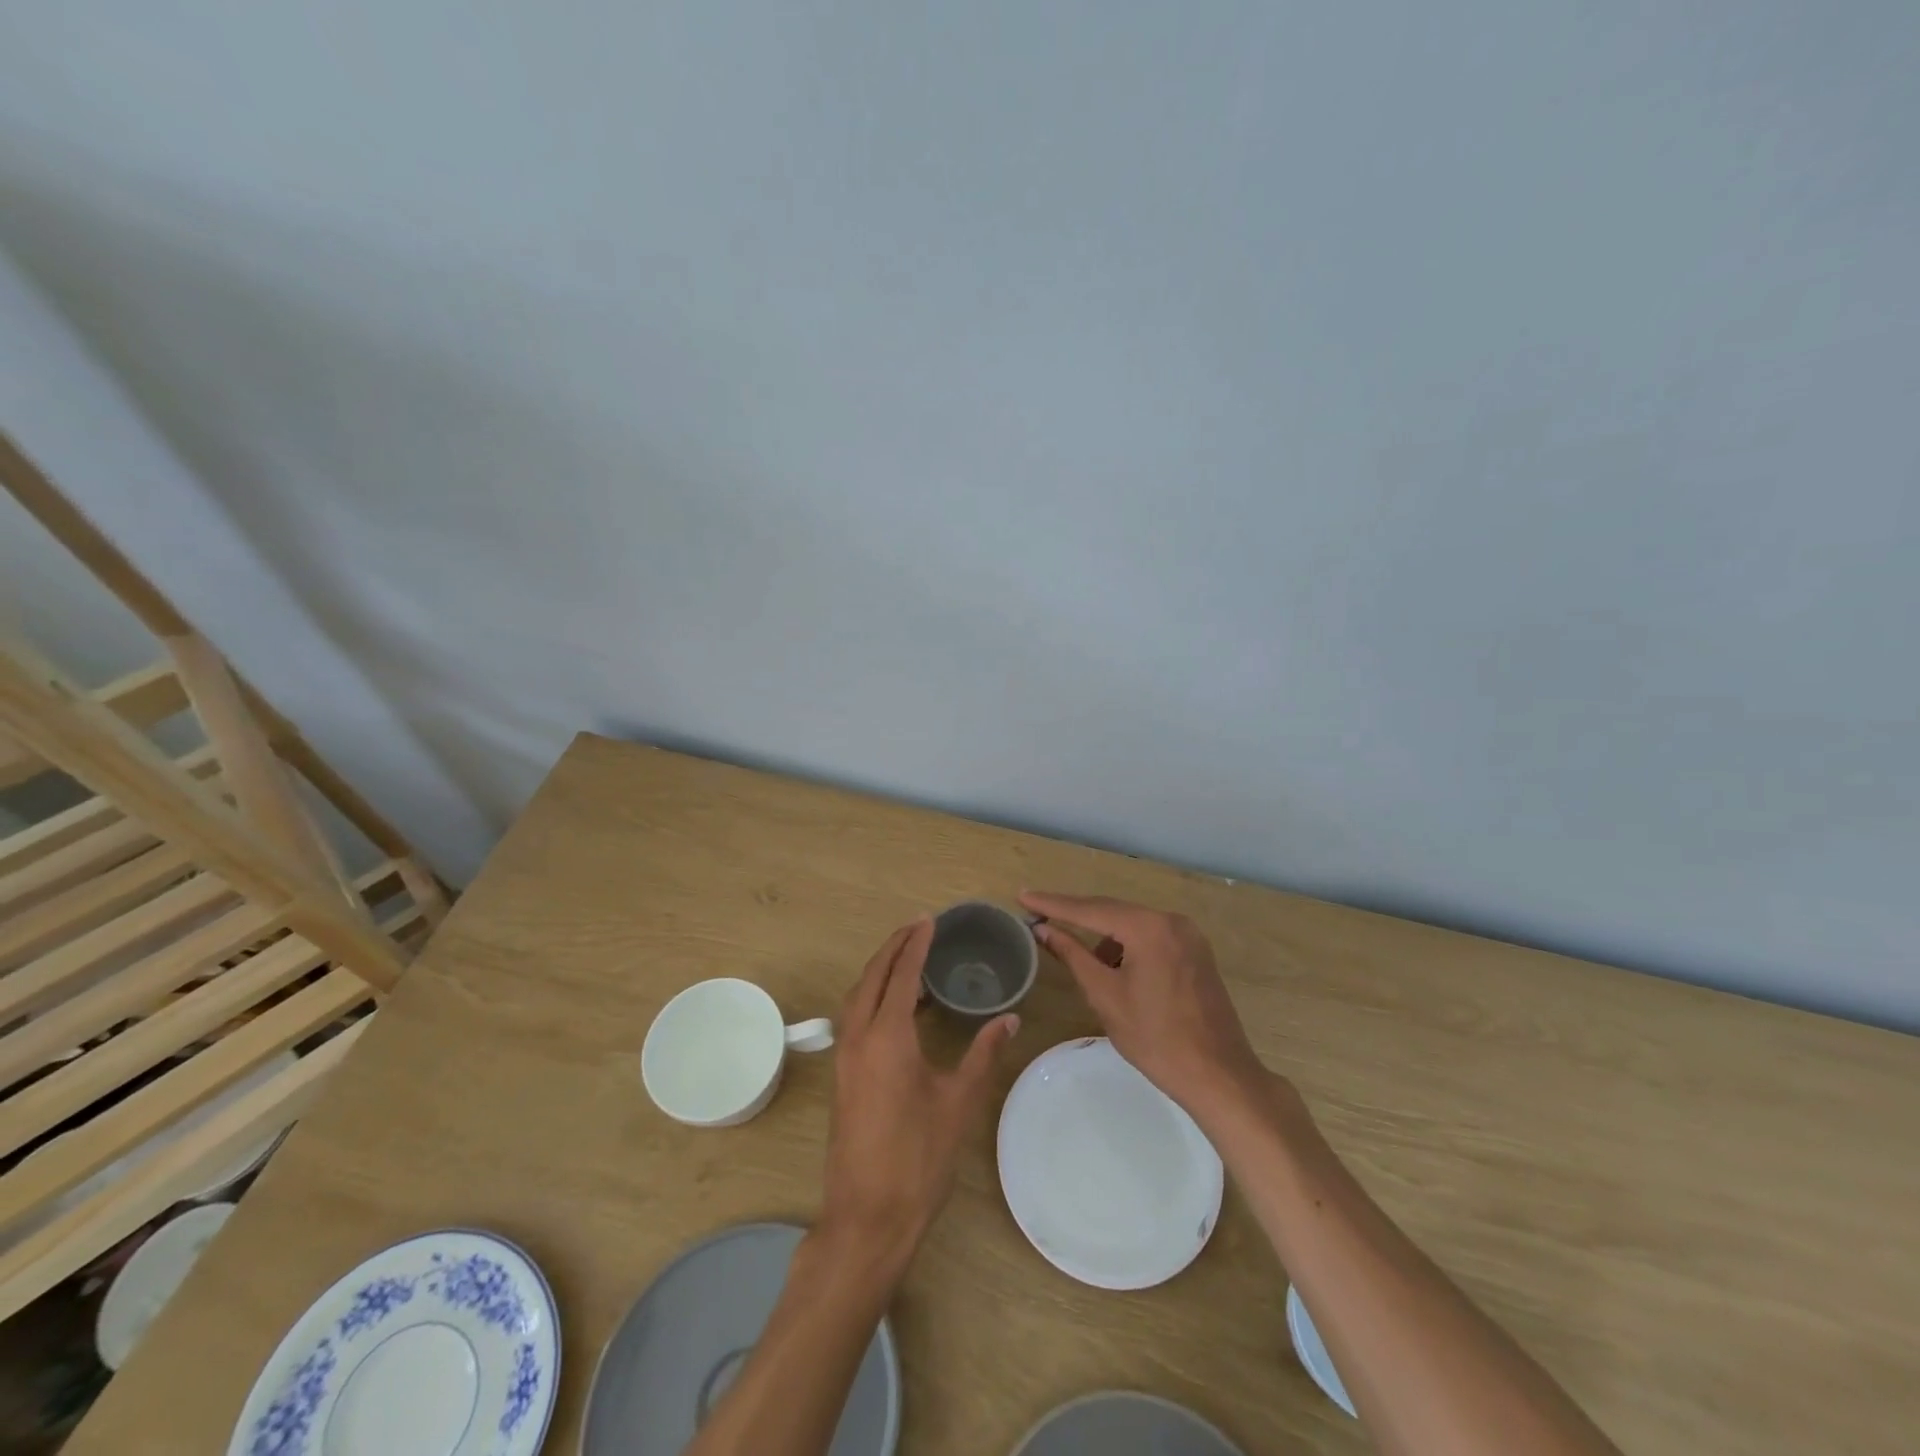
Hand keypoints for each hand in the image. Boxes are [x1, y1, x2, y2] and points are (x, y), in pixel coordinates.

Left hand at [820, 919, 1018, 1269]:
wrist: (868, 1216)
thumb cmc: (919, 1157)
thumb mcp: (959, 1102)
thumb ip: (984, 1053)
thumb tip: (1010, 1018)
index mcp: (887, 1036)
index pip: (901, 974)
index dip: (915, 944)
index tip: (930, 920)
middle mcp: (858, 1037)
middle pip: (872, 976)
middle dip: (893, 947)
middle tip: (918, 927)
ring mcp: (845, 1057)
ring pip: (858, 996)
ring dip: (880, 970)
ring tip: (909, 959)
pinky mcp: (842, 1075)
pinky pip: (855, 1017)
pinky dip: (873, 996)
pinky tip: (897, 1007)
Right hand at [1020, 891, 1267, 1118]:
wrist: (1219, 1075)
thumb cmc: (1156, 1038)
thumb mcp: (1105, 995)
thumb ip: (1072, 955)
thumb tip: (1043, 929)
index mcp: (1149, 927)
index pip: (1090, 909)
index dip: (1053, 904)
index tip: (1023, 895)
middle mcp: (1171, 921)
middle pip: (1113, 911)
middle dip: (1075, 914)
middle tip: (1039, 912)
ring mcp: (1189, 935)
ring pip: (1133, 924)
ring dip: (1103, 935)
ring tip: (1077, 956)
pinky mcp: (1196, 952)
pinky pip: (1151, 937)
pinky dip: (1127, 945)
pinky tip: (1114, 969)